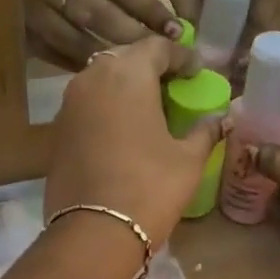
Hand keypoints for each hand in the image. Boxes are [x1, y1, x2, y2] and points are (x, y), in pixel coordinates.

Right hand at [22, 0, 182, 70]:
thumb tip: (154, 22)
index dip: (148, 8)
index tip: (176, 31)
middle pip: (96, 13)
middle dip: (133, 37)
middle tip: (164, 60)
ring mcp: (27, 10)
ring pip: (75, 40)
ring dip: (110, 59)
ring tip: (140, 75)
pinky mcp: (17, 35)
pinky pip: (56, 56)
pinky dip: (83, 68)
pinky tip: (105, 80)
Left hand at [46, 36, 220, 251]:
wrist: (93, 232)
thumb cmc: (149, 187)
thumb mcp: (188, 159)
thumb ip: (205, 131)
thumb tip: (222, 118)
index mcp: (127, 73)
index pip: (158, 47)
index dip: (182, 56)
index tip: (198, 71)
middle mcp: (92, 78)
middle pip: (126, 58)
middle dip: (152, 68)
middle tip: (175, 87)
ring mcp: (69, 104)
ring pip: (102, 81)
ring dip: (127, 88)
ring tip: (151, 108)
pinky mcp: (57, 131)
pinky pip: (88, 106)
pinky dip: (108, 109)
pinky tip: (125, 131)